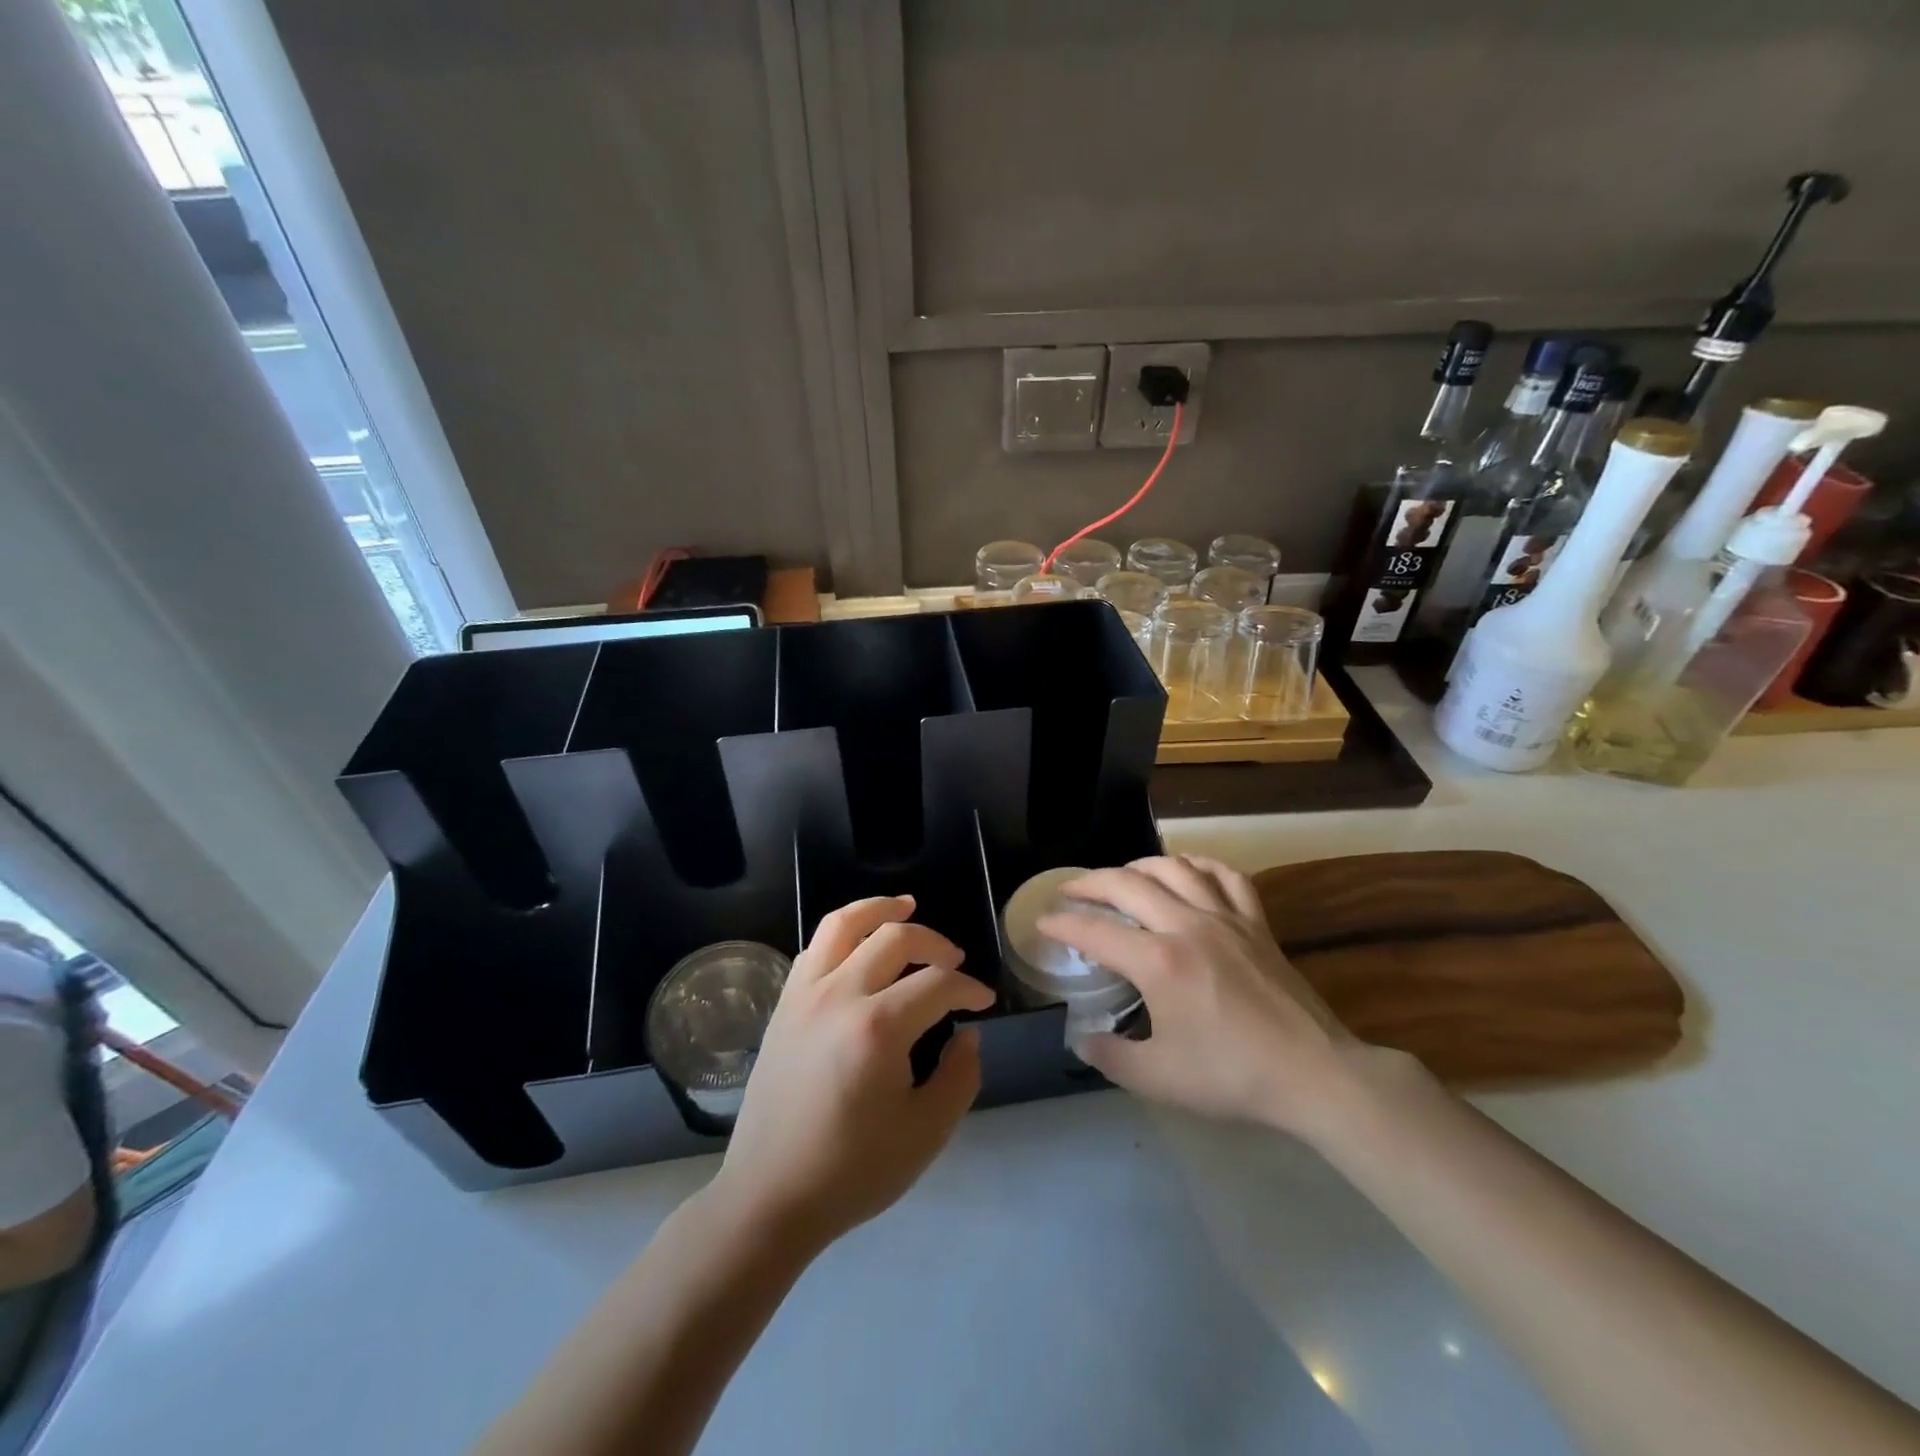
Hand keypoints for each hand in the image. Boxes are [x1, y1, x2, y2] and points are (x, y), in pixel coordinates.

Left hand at [711, 896, 994, 1249]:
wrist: (770, 1196)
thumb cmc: (852, 1170)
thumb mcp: (926, 1133)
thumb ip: (960, 1076)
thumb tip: (967, 1034)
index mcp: (878, 1027)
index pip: (937, 984)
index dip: (969, 988)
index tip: (984, 1001)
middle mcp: (839, 995)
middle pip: (895, 938)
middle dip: (935, 943)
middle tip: (954, 962)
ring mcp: (804, 994)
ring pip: (844, 924)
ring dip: (880, 909)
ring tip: (906, 906)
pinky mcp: (783, 1004)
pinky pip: (815, 947)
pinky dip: (844, 932)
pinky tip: (860, 946)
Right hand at [1038, 855, 1359, 1139]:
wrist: (1314, 1074)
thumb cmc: (1231, 1076)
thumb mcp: (1158, 1078)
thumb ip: (1111, 1056)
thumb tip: (1083, 1041)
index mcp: (1158, 962)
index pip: (1095, 931)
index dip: (1062, 925)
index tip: (1042, 922)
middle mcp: (1186, 925)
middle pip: (1127, 885)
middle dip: (1090, 883)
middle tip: (1069, 891)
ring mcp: (1225, 918)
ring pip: (1173, 868)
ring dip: (1138, 866)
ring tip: (1121, 876)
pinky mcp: (1256, 922)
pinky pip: (1225, 875)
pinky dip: (1199, 864)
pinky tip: (1187, 869)